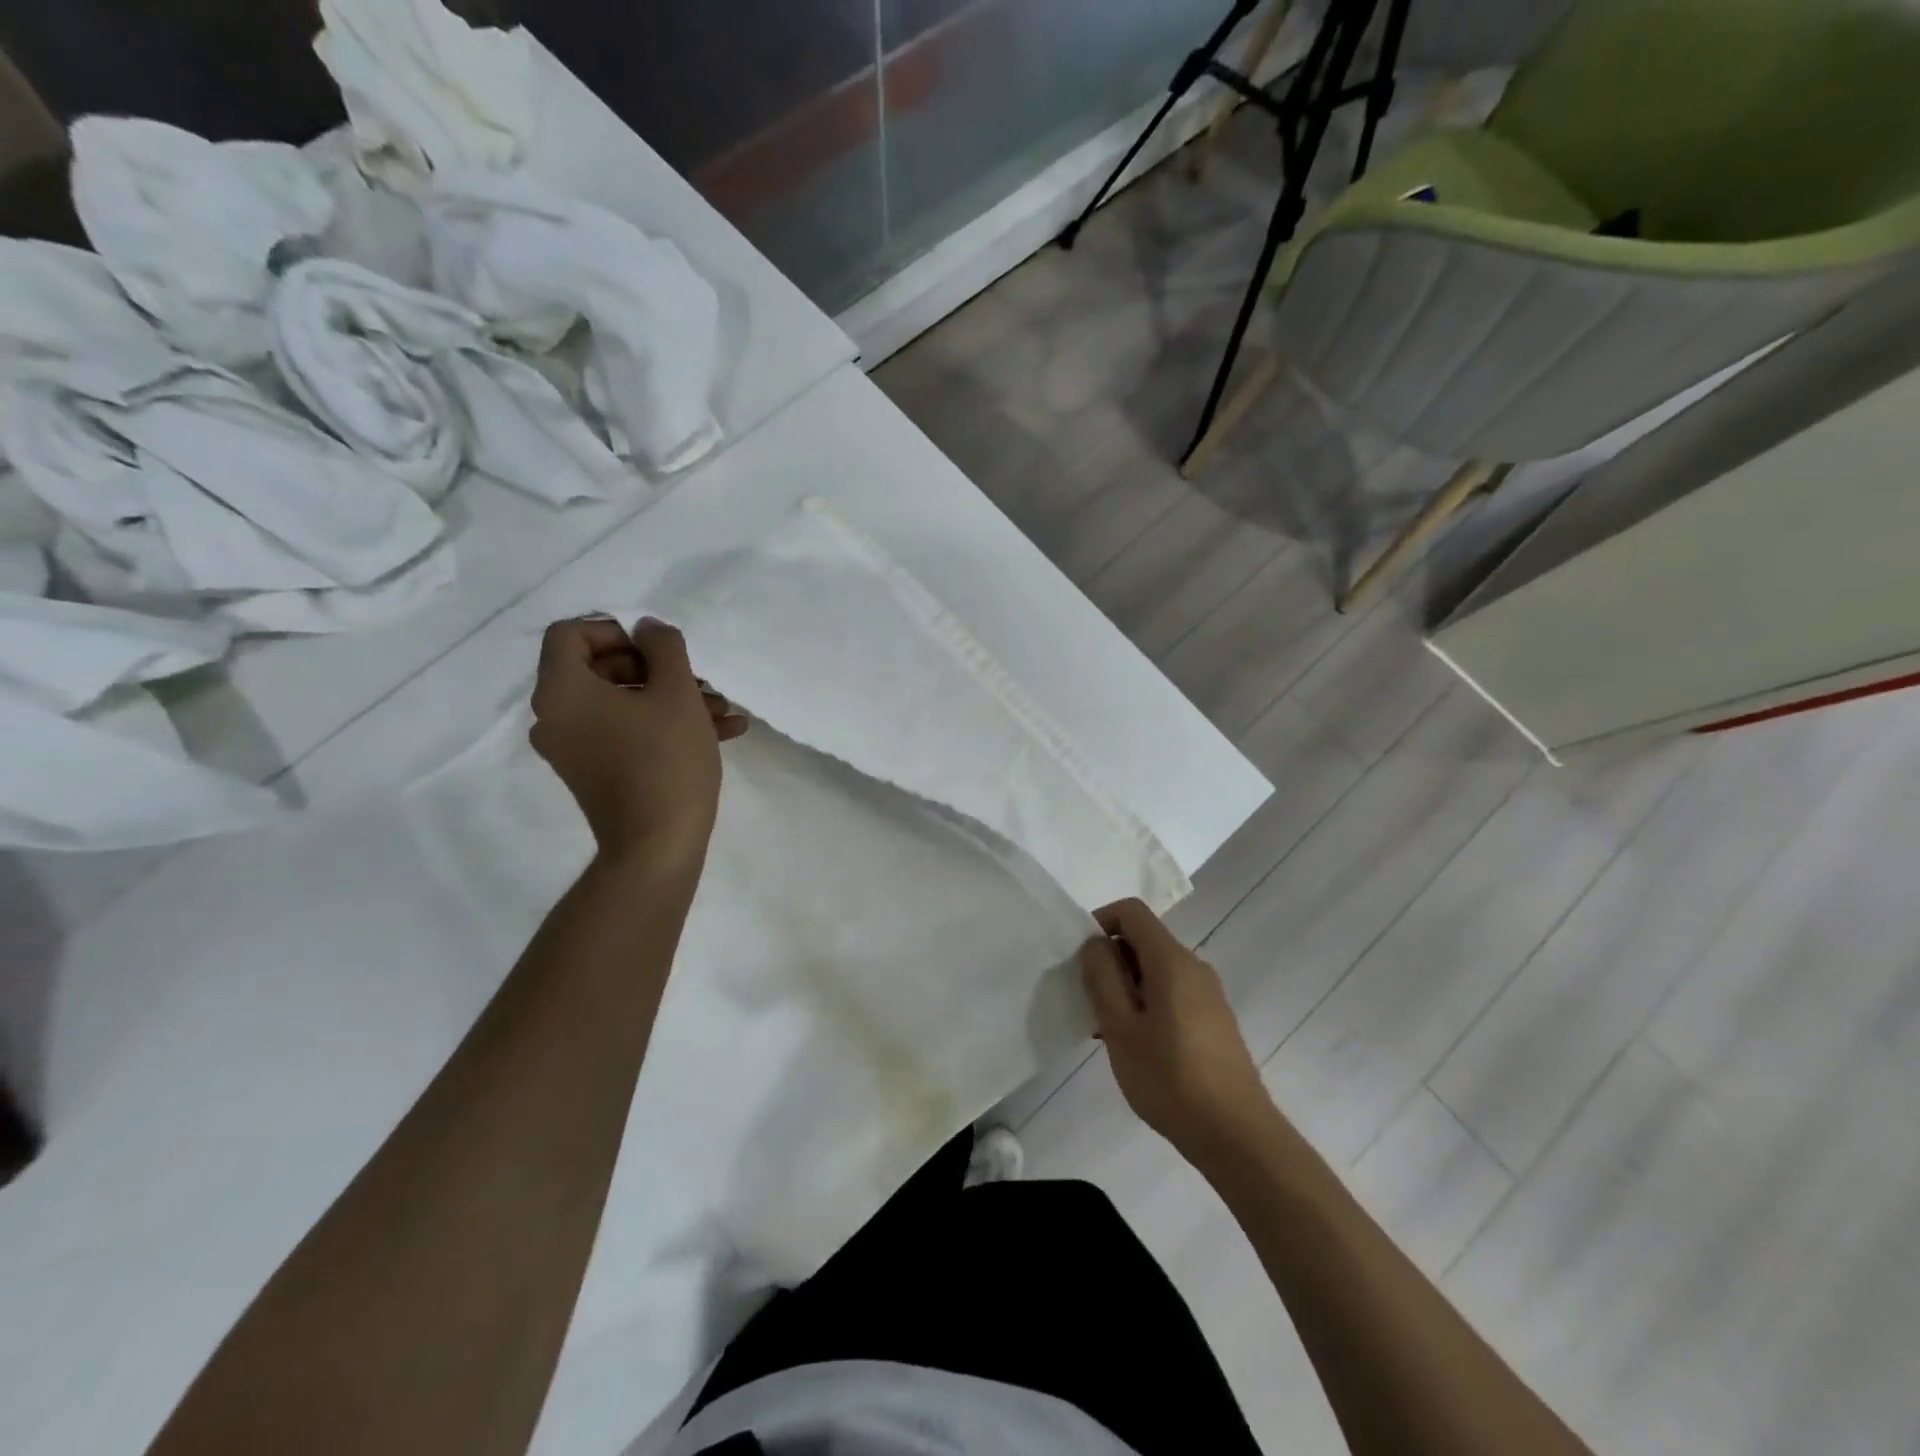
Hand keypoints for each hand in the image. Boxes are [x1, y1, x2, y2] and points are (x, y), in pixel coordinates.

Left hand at [529, 616, 747, 868]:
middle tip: (701, 681)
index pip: (570, 633)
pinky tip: (721, 732)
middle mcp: (556, 717)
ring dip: (672, 698)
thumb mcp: (676, 693)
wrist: (657, 847)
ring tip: (723, 711)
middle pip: (601, 668)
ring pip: (621, 703)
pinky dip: (664, 725)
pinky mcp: (595, 772)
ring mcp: (574, 748)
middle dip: (658, 669)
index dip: (616, 629)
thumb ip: (664, 647)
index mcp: (563, 692)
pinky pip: (625, 732)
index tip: (658, 649)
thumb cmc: (665, 762)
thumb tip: (648, 627)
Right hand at [1081, 899, 1278, 1166]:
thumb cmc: (1170, 1078)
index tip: (1081, 957)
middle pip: (1144, 940)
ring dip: (1126, 986)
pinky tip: (1136, 1045)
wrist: (1237, 1135)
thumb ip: (1103, 977)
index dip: (1101, 922)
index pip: (1132, 912)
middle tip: (1088, 999)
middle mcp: (1194, 966)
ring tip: (1107, 1029)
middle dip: (1110, 960)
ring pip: (1156, 969)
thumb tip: (1096, 943)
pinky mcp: (1214, 1019)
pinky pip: (1172, 992)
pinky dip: (1146, 1002)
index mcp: (1171, 960)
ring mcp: (1208, 993)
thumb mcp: (1120, 1028)